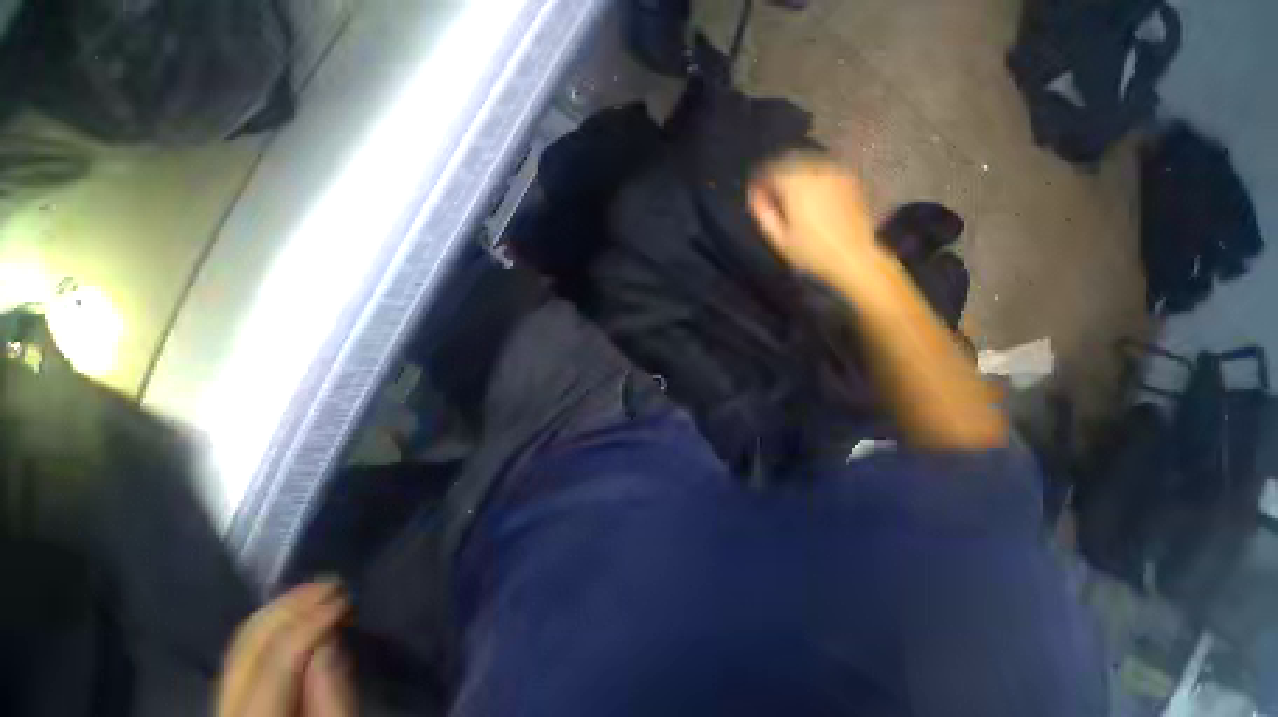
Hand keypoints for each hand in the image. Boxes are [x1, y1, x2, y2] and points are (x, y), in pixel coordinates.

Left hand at [217, 581, 355, 716]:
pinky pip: (241, 651)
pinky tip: (293, 610)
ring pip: (241, 644)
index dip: (311, 623)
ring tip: (317, 590)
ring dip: (280, 610)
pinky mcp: (227, 697)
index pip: (277, 661)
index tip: (345, 598)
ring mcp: (221, 703)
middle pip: (250, 647)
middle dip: (292, 608)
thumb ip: (332, 694)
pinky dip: (268, 624)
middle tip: (332, 584)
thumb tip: (329, 638)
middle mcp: (226, 710)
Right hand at [748, 152, 881, 285]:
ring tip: (792, 198)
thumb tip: (755, 194)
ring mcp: (835, 173)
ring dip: (796, 177)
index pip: (770, 170)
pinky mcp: (849, 179)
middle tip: (774, 197)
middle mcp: (815, 171)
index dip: (760, 182)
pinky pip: (824, 171)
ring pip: (807, 165)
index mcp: (795, 185)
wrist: (852, 256)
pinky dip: (813, 179)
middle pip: (789, 164)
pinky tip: (812, 197)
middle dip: (778, 177)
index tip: (757, 195)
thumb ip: (763, 213)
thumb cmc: (810, 252)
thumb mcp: (778, 239)